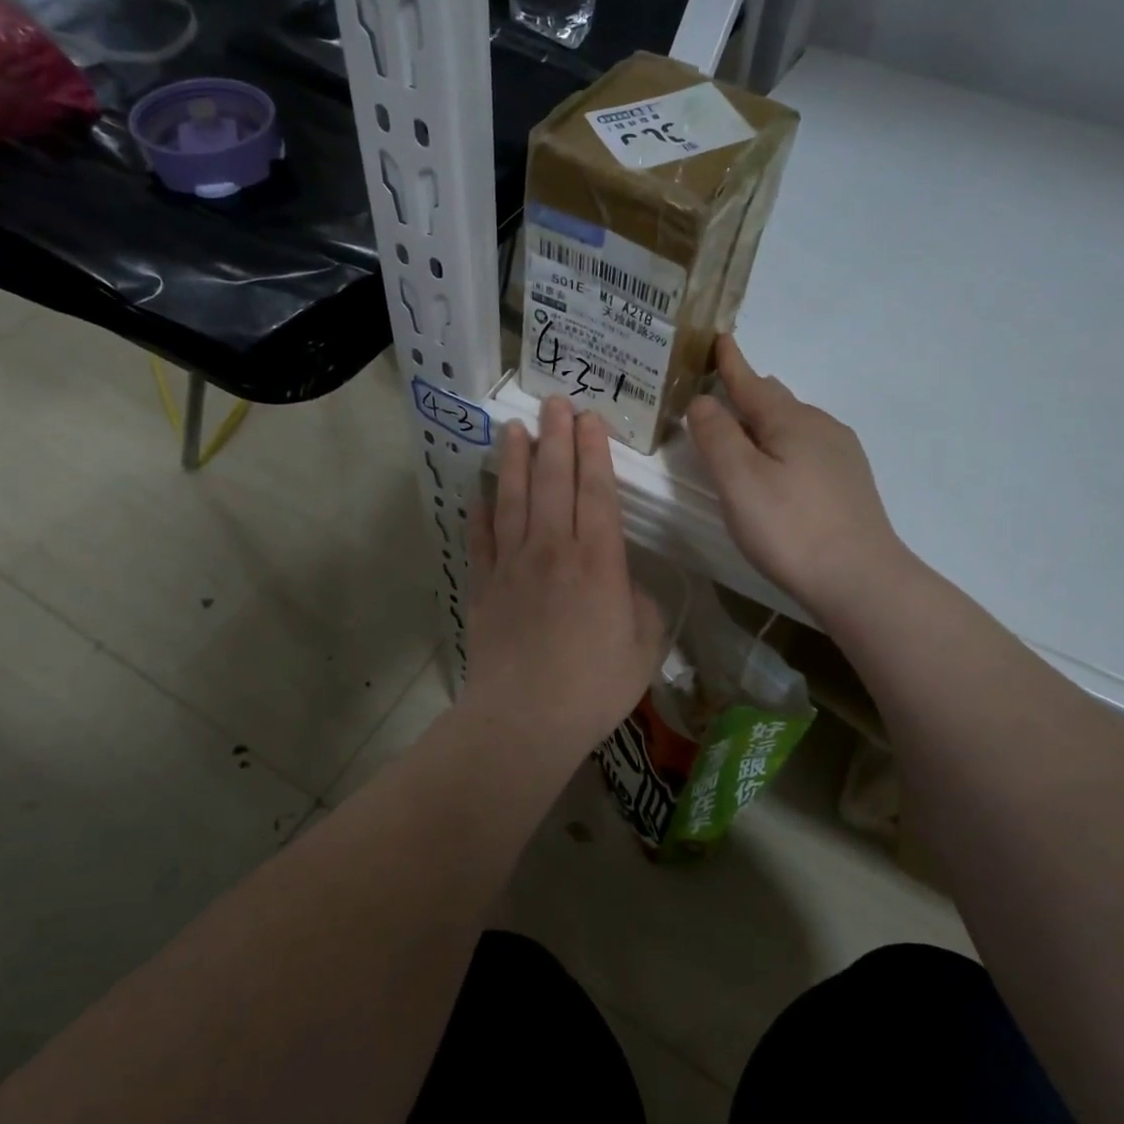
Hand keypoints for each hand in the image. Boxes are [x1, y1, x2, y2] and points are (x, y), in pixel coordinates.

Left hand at [462, 397, 665, 756]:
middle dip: (556, 437)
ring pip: (513, 498)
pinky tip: (479, 493)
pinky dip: (479, 513)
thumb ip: (643, 606)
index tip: (590, 419)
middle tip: (555, 403)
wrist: (524, 719)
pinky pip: (481, 539)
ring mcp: (512, 564)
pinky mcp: (484, 585)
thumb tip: (628, 585)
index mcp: (598, 560)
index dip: (594, 451)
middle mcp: (553, 548)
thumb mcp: (644, 647)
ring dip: (515, 460)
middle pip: (553, 480)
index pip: (596, 491)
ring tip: (514, 428)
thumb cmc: (594, 686)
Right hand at [687, 336, 917, 620]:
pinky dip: (782, 446)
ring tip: (742, 432)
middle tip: (718, 392)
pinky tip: (779, 468)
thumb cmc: (790, 527)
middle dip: (746, 392)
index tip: (719, 338)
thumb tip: (703, 400)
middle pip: (775, 400)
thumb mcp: (739, 480)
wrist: (861, 580)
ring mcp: (841, 455)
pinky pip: (807, 448)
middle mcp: (820, 427)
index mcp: (790, 420)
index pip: (751, 383)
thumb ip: (716, 436)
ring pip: (793, 425)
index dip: (730, 362)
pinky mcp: (849, 483)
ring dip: (764, 422)